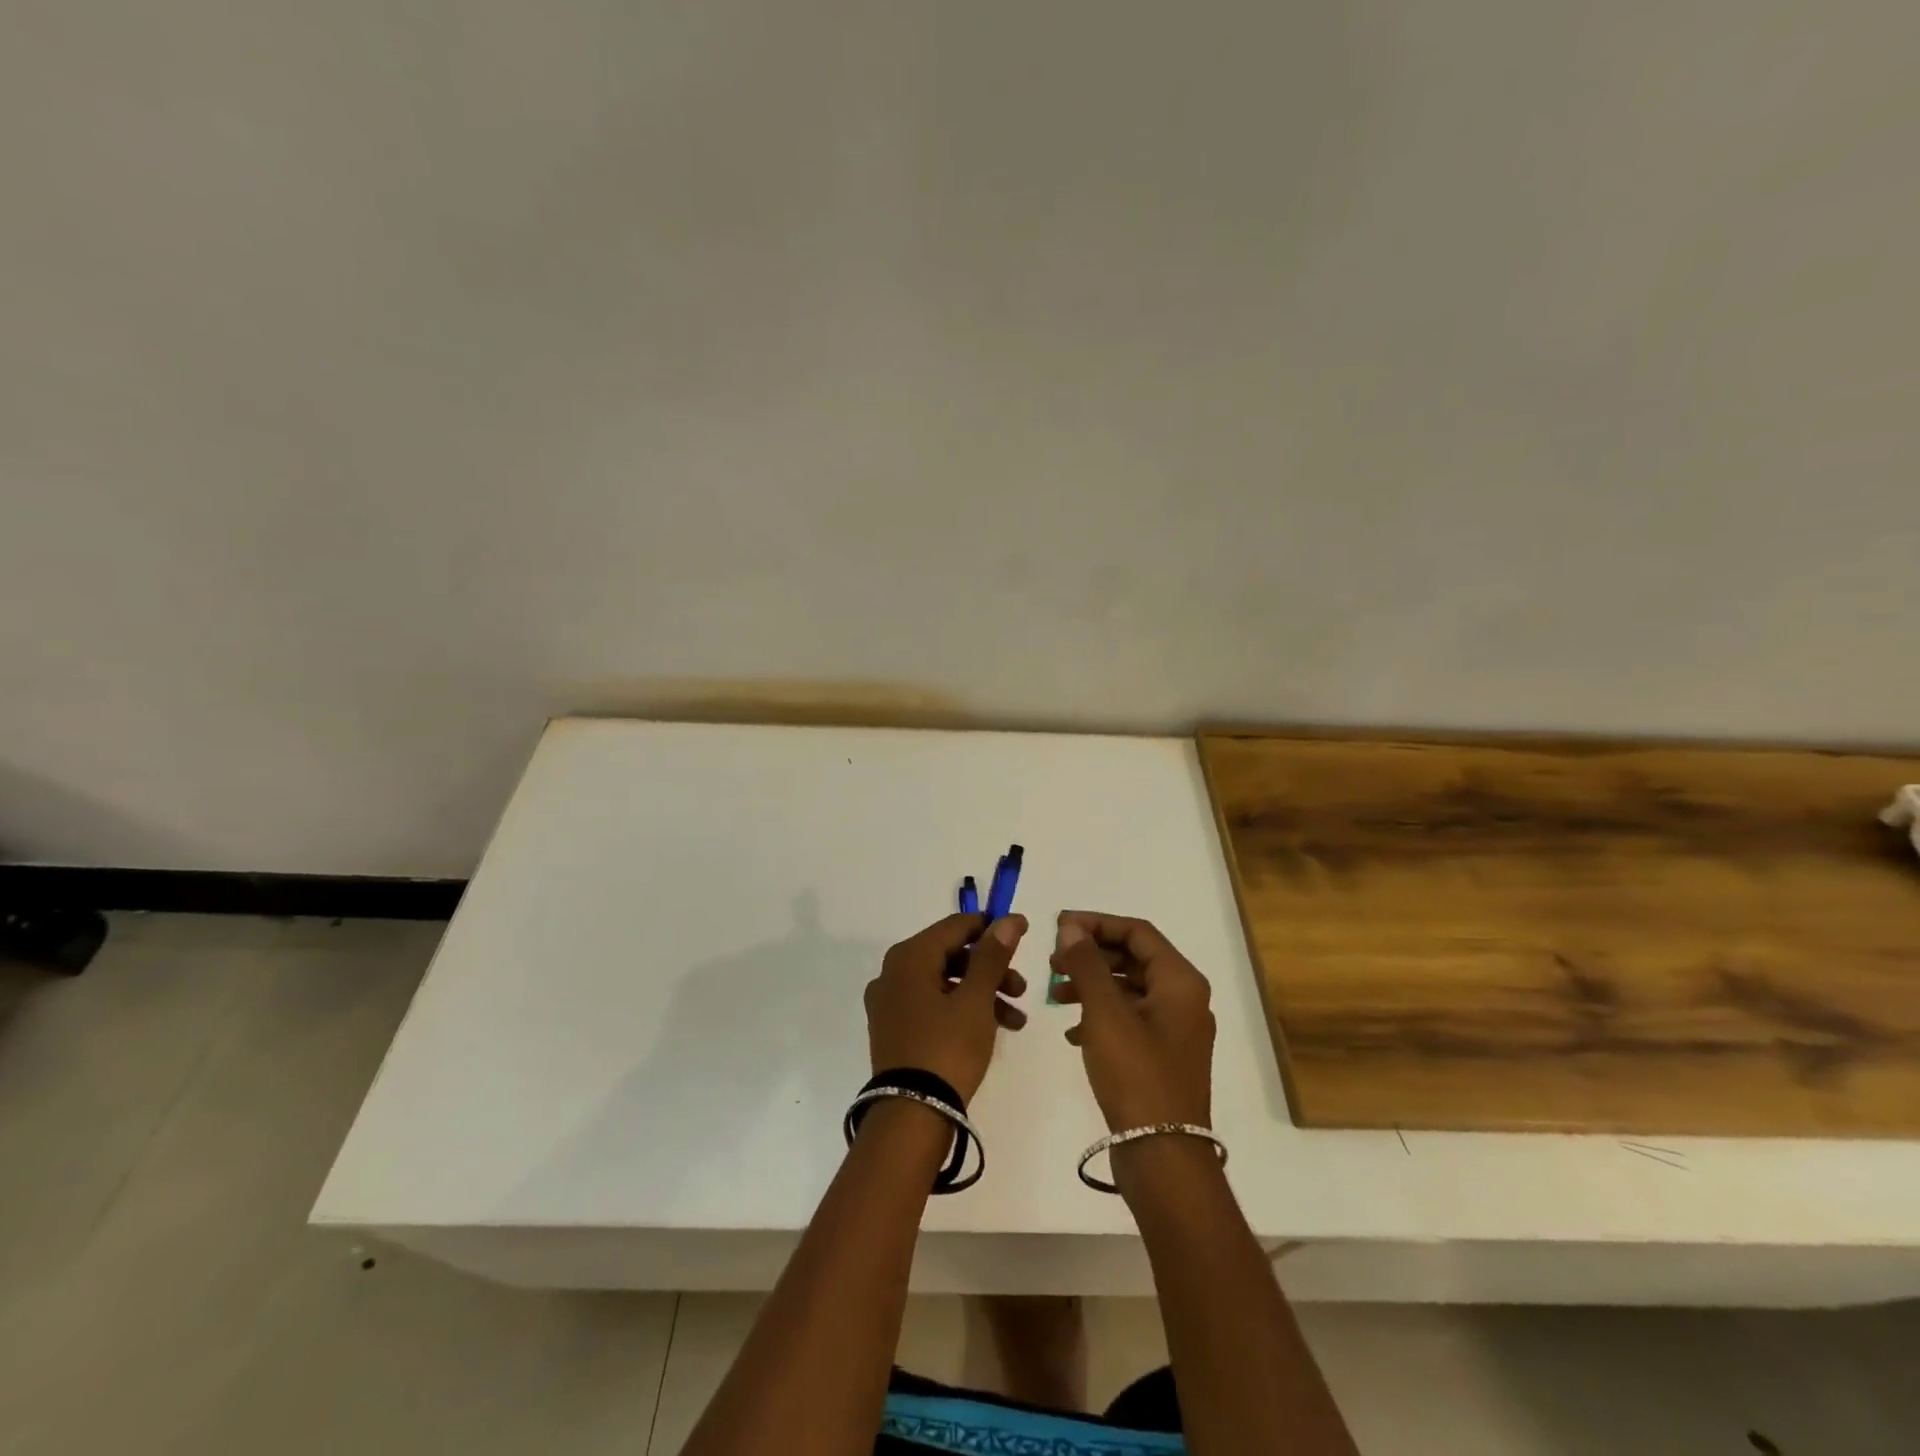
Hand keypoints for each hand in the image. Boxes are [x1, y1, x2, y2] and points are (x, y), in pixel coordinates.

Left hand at [865, 913, 1028, 1102]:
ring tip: (1017, 1019)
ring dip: (983, 993)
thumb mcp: (976, 999)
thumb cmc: (947, 1048)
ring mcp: (890, 1002)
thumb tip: (1009, 919)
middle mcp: (893, 972)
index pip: (955, 926)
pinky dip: (963, 1010)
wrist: (911, 1116)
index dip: (991, 928)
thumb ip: (993, 955)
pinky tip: (994, 1030)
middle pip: (951, 955)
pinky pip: (933, 1005)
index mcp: (909, 957)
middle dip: (991, 969)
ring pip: (945, 983)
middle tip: (1022, 988)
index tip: (1022, 935)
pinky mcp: (894, 1029)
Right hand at [1050, 912, 1213, 1131]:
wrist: (1162, 1156)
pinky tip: (1072, 1031)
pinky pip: (1130, 1019)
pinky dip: (1101, 1015)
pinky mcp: (1163, 1056)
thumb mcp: (1105, 1012)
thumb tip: (1071, 927)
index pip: (1137, 932)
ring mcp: (1175, 1030)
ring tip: (1055, 994)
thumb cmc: (1135, 1074)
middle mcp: (1184, 999)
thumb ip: (1086, 963)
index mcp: (1180, 981)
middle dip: (1091, 955)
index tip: (1059, 926)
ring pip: (1129, 989)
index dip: (1096, 923)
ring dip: (1092, 985)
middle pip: (1134, 958)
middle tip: (1053, 959)